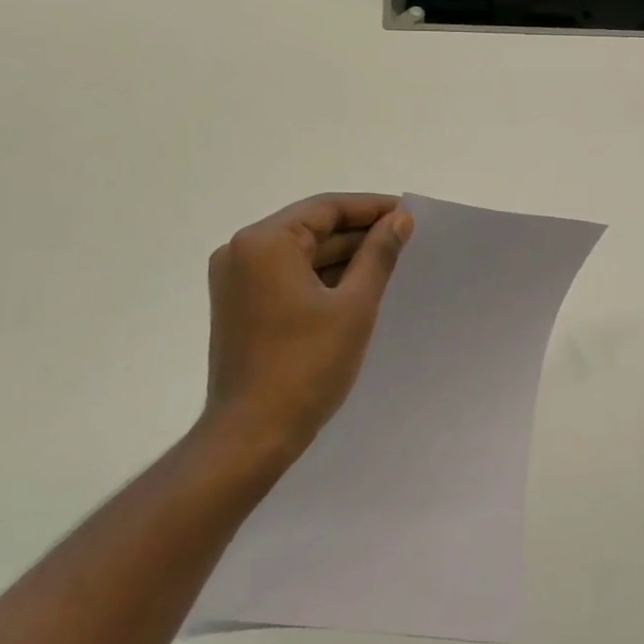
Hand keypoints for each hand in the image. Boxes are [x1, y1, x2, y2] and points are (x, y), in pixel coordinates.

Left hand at [204, 193, 413, 461]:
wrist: (252, 434)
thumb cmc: (307, 365)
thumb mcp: (354, 305)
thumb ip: (378, 255)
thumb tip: (399, 219)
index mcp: (264, 243)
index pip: (326, 209)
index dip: (370, 208)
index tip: (407, 213)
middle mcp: (241, 251)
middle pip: (310, 228)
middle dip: (357, 233)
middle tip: (404, 238)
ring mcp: (235, 280)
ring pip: (299, 253)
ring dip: (341, 256)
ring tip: (388, 260)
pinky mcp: (239, 305)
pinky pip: (286, 276)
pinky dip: (320, 276)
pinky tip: (357, 284)